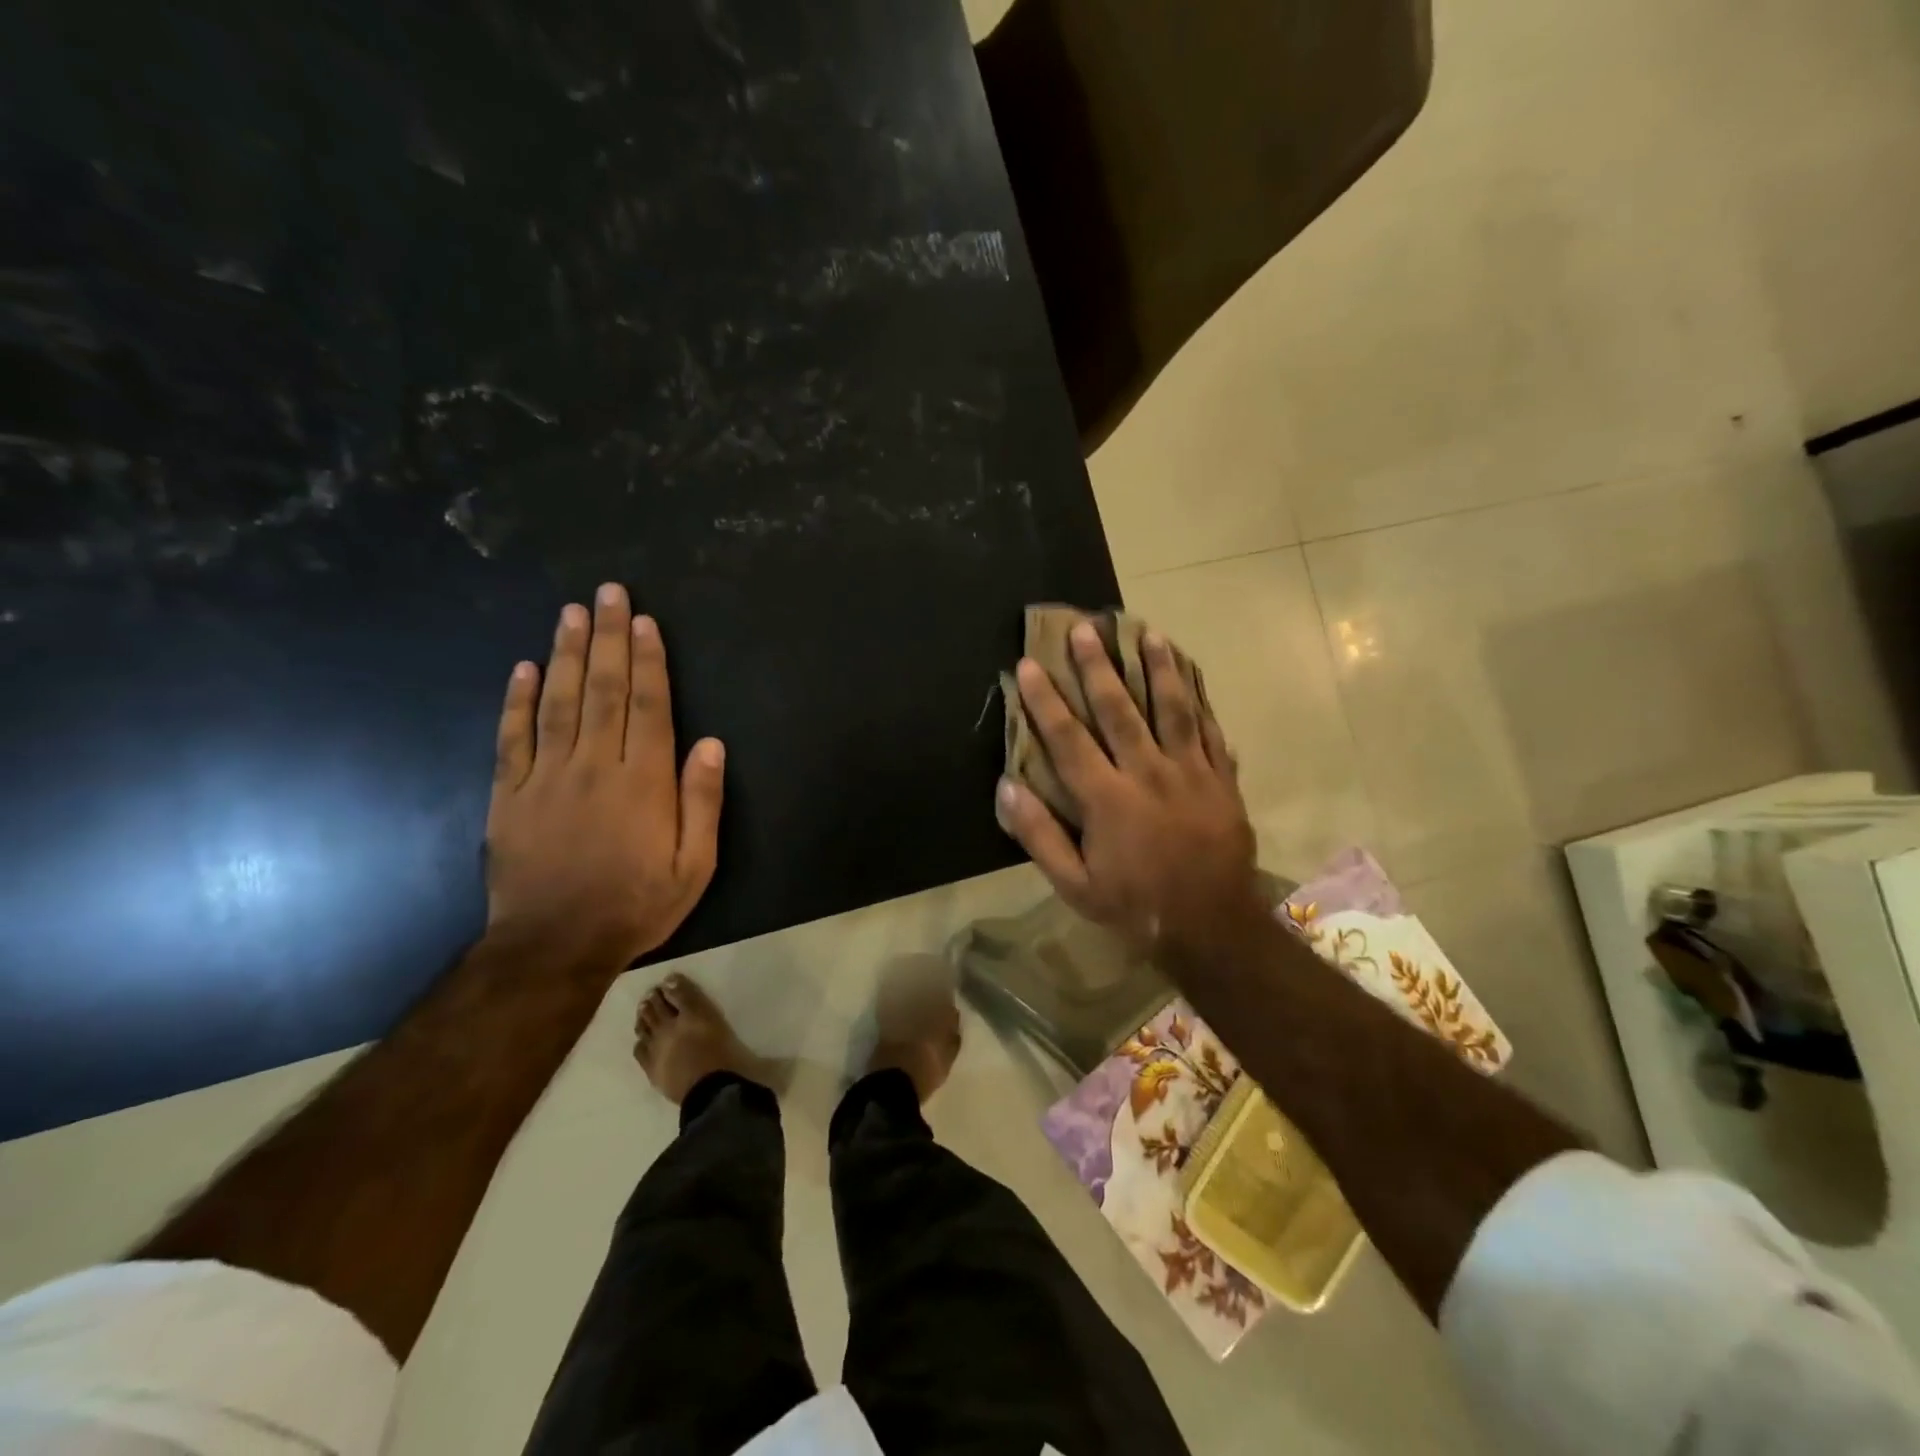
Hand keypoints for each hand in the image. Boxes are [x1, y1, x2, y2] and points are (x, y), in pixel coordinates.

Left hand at [485, 584, 723, 972]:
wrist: (554, 946)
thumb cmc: (636, 904)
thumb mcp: (694, 865)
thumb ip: (702, 801)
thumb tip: (711, 744)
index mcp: (643, 781)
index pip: (647, 705)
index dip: (647, 659)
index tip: (644, 620)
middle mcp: (594, 766)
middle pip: (601, 689)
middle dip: (607, 637)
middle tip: (607, 592)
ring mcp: (545, 777)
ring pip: (556, 702)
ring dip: (565, 653)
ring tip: (570, 612)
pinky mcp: (508, 795)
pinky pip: (511, 738)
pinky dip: (516, 700)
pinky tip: (522, 668)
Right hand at [995, 619, 1261, 955]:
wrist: (1212, 927)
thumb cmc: (1135, 906)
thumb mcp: (1075, 885)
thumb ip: (1039, 835)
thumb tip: (1006, 786)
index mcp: (1108, 799)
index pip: (1069, 738)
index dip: (1046, 700)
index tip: (1030, 664)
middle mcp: (1149, 774)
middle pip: (1120, 710)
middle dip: (1099, 667)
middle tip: (1085, 628)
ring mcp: (1192, 774)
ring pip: (1174, 710)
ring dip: (1159, 669)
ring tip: (1148, 633)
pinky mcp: (1222, 781)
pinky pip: (1211, 732)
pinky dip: (1201, 702)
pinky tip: (1193, 677)